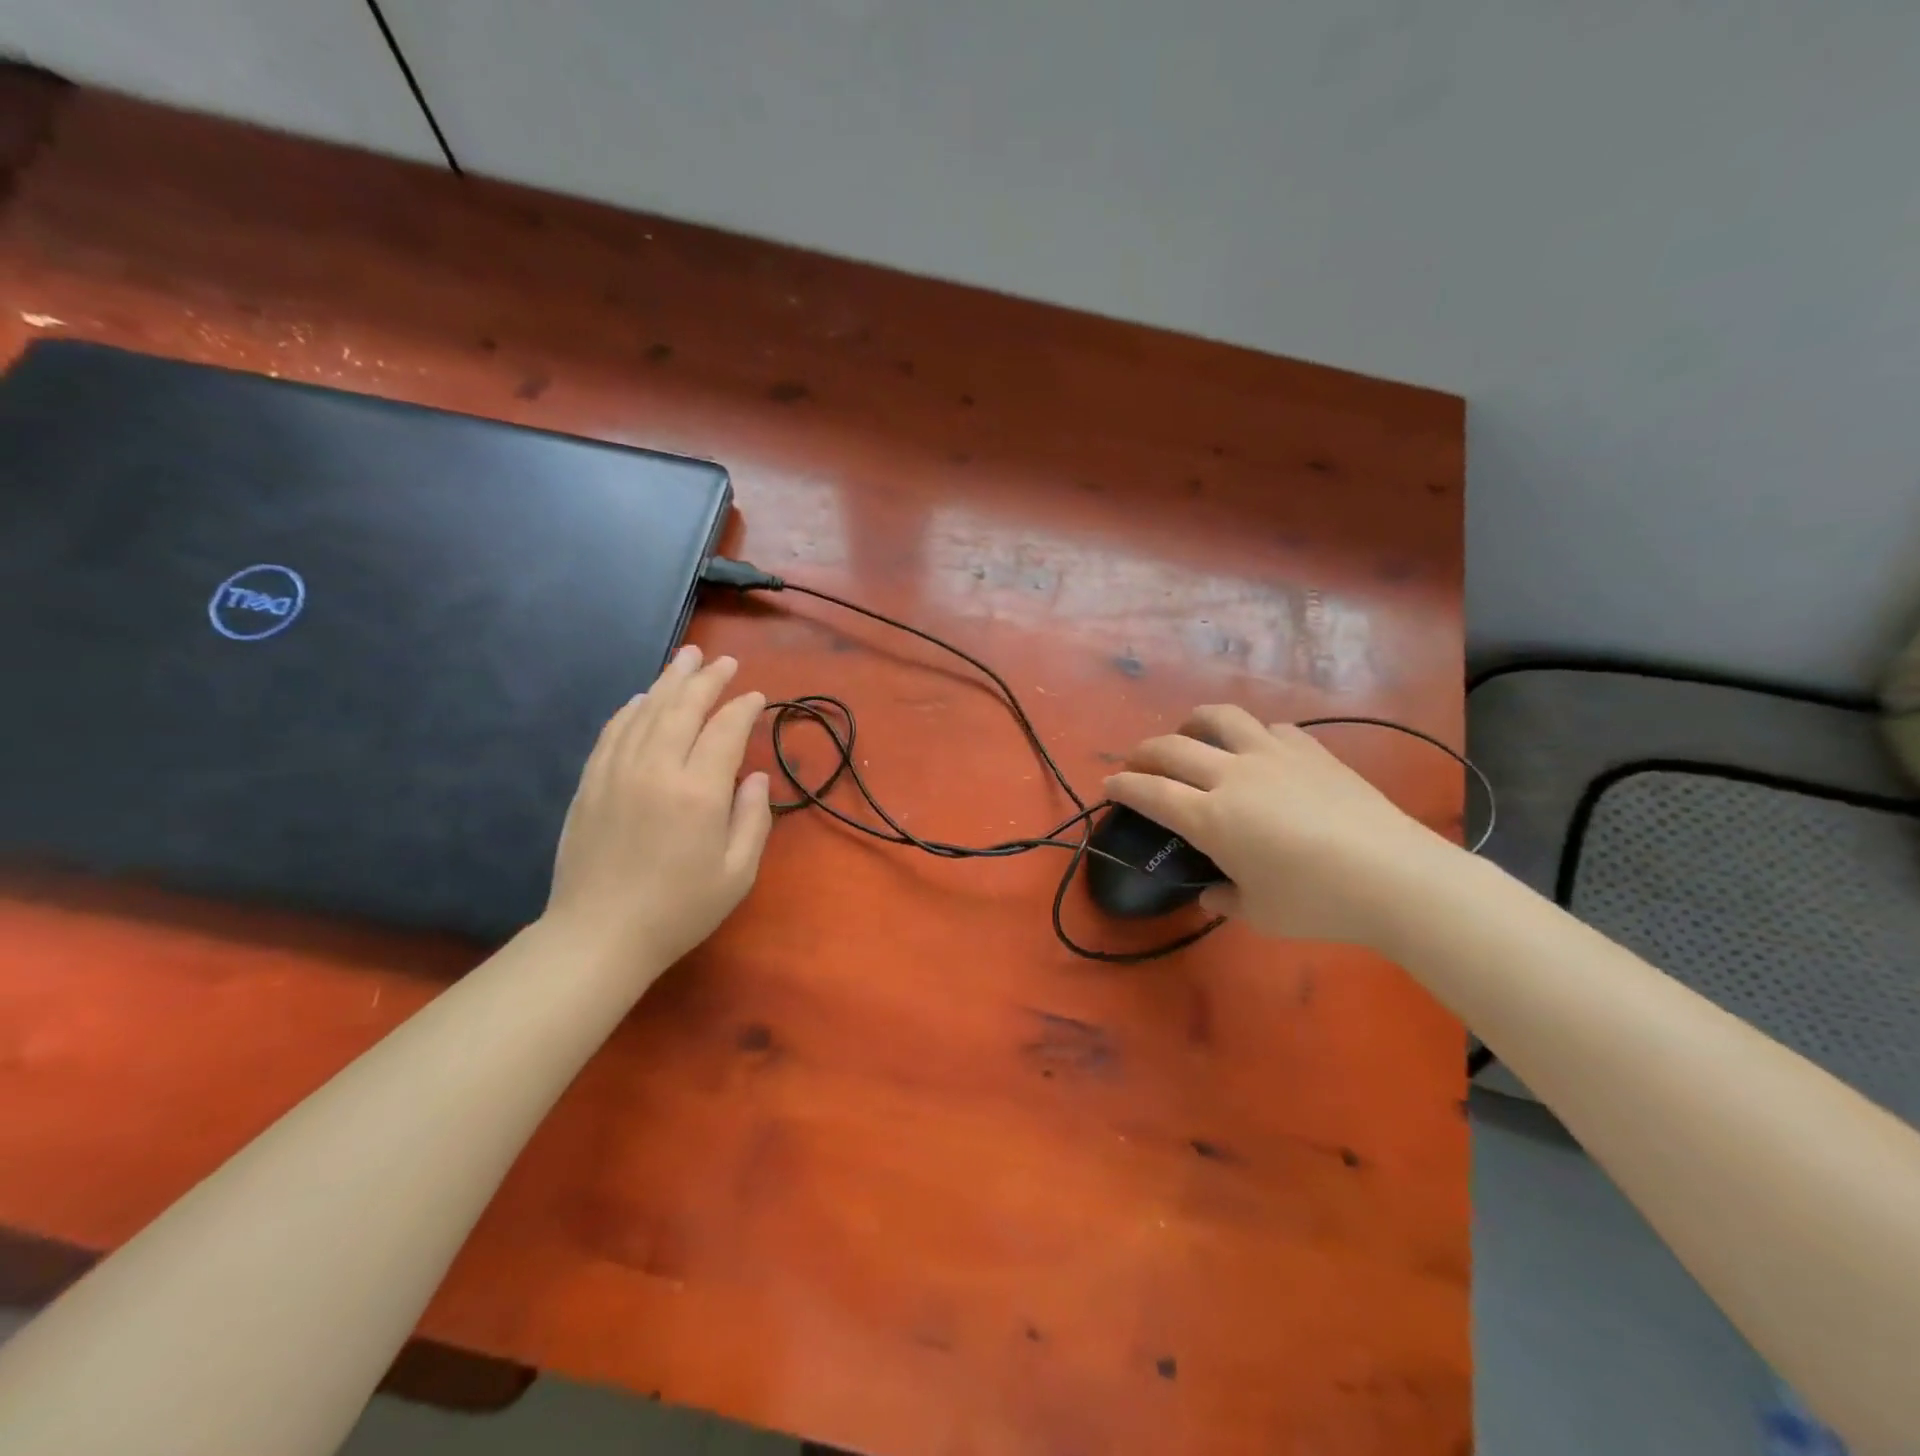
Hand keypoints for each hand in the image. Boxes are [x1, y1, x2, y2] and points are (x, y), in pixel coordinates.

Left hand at [545, 645, 772, 974]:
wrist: (598, 936)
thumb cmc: (679, 909)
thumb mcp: (737, 873)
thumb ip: (753, 818)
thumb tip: (754, 776)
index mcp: (699, 792)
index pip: (725, 730)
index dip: (744, 708)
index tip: (757, 697)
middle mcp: (657, 769)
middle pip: (684, 708)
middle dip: (707, 679)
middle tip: (724, 660)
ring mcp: (617, 772)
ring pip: (646, 712)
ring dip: (669, 681)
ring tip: (687, 658)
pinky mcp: (591, 783)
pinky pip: (613, 732)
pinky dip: (631, 709)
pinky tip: (642, 698)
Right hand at [1104, 704, 1457, 946]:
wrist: (1395, 878)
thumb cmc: (1317, 903)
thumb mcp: (1259, 914)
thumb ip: (1224, 899)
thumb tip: (1211, 891)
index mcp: (1211, 817)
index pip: (1150, 792)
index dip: (1123, 786)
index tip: (1109, 784)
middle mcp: (1233, 775)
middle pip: (1172, 747)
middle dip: (1144, 752)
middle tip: (1137, 763)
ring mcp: (1273, 755)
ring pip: (1219, 717)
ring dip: (1193, 723)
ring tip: (1190, 735)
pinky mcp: (1310, 750)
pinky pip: (1268, 728)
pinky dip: (1250, 735)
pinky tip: (1257, 750)